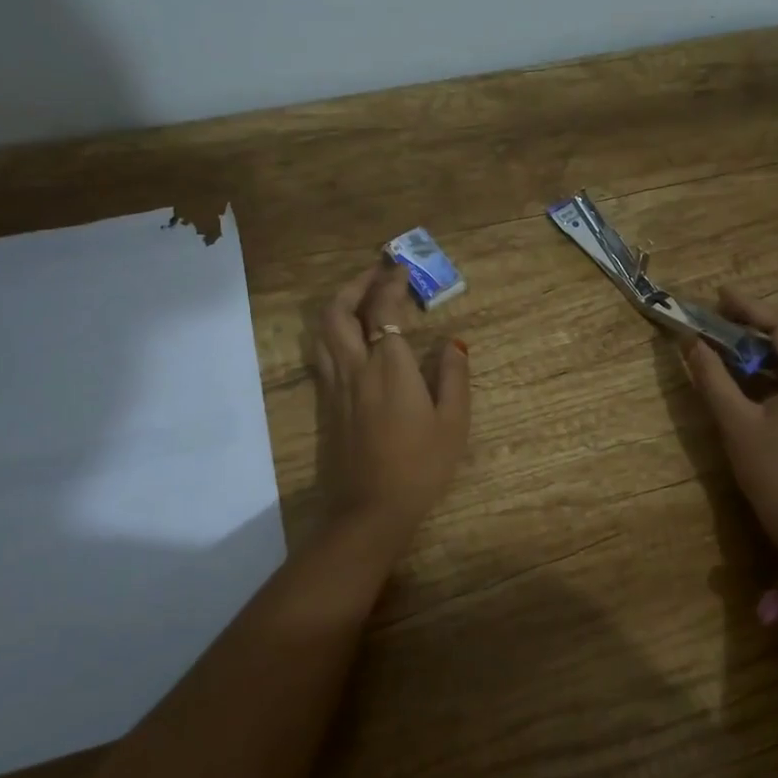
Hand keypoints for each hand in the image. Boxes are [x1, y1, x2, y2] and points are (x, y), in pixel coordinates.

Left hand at [312, 264, 471, 547]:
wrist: (370, 509)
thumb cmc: (420, 466)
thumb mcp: (453, 423)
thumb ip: (453, 376)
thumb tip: (453, 343)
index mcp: (390, 367)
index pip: (383, 310)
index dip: (390, 283)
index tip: (401, 268)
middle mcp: (356, 367)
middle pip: (338, 312)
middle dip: (355, 285)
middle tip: (376, 273)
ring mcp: (336, 386)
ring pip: (324, 332)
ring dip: (339, 305)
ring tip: (359, 298)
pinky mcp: (327, 405)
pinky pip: (323, 355)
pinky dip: (333, 333)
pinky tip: (349, 338)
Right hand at [681, 289, 777, 556]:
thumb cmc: (772, 470)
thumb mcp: (736, 422)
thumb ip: (712, 377)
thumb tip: (689, 342)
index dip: (749, 308)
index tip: (718, 294)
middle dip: (756, 323)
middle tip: (720, 313)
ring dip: (762, 345)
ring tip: (726, 336)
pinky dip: (770, 367)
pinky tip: (744, 369)